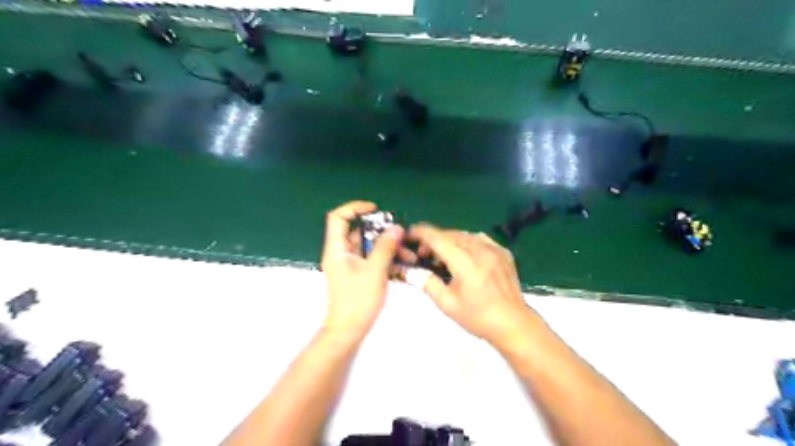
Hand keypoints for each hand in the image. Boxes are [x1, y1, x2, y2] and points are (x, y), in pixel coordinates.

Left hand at [320, 200, 405, 337]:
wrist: (349, 331)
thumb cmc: (358, 300)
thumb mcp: (374, 271)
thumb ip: (385, 247)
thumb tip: (396, 227)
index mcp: (337, 249)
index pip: (338, 218)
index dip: (355, 208)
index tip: (376, 210)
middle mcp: (341, 253)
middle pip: (358, 232)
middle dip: (380, 231)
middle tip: (400, 235)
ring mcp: (350, 265)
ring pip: (368, 247)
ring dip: (387, 247)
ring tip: (407, 253)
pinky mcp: (358, 274)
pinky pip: (371, 259)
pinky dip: (385, 258)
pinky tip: (402, 264)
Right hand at [407, 224, 544, 346]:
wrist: (513, 323)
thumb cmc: (478, 317)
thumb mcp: (447, 304)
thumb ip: (427, 283)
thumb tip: (410, 271)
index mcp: (465, 263)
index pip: (439, 239)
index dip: (422, 233)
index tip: (410, 233)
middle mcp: (480, 251)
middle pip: (451, 234)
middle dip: (434, 239)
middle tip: (424, 253)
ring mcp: (494, 250)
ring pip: (465, 235)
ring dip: (450, 240)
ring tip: (443, 255)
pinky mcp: (503, 252)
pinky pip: (480, 239)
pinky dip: (467, 242)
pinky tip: (464, 255)